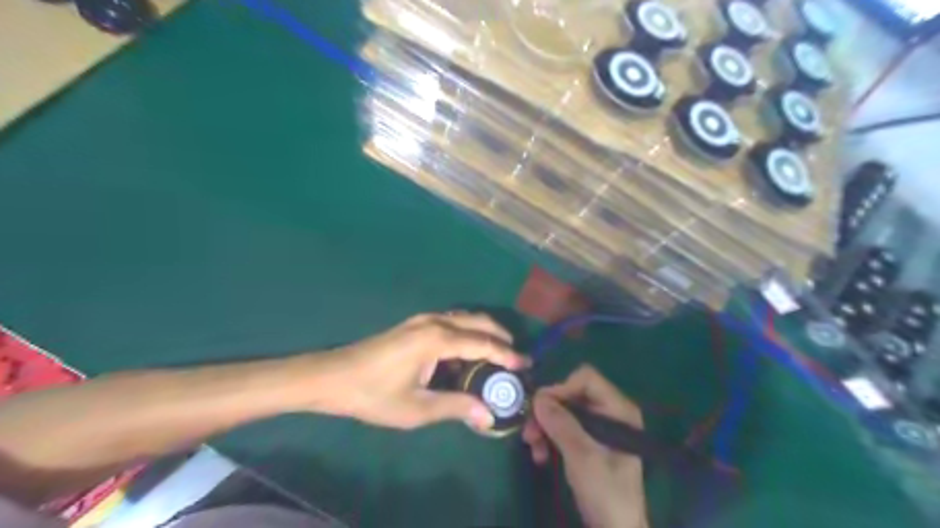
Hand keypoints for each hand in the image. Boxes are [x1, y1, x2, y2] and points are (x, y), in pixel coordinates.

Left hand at [309, 312, 526, 429]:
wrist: (333, 376)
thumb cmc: (374, 394)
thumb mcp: (417, 408)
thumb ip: (456, 407)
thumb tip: (488, 415)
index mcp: (437, 339)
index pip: (483, 344)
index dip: (507, 354)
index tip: (526, 364)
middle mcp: (435, 321)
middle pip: (478, 322)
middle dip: (501, 336)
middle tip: (517, 357)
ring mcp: (423, 319)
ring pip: (465, 318)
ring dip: (485, 332)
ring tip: (499, 354)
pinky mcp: (415, 324)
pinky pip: (452, 322)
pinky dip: (468, 333)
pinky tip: (468, 353)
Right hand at [522, 366, 646, 527]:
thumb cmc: (606, 492)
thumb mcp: (582, 456)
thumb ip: (561, 424)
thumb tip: (538, 397)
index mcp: (618, 410)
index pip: (586, 379)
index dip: (561, 388)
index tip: (541, 407)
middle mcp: (609, 412)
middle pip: (571, 395)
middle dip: (548, 412)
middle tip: (529, 431)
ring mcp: (598, 428)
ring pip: (564, 412)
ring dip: (545, 427)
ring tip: (533, 448)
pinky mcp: (588, 442)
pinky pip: (564, 428)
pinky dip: (550, 438)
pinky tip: (541, 455)